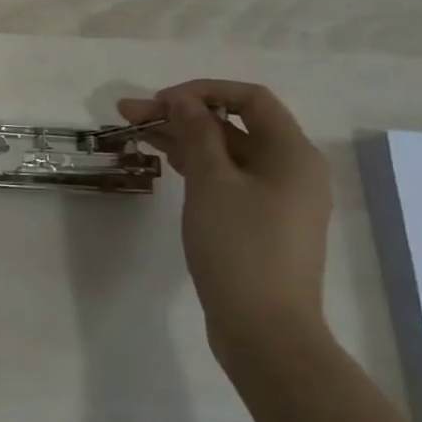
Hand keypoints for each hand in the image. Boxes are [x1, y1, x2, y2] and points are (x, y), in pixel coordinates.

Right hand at [120, 80, 333, 363]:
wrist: (264, 328)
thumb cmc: (239, 247)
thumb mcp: (212, 183)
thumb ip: (196, 134)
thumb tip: (182, 99)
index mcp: (292, 153)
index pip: (250, 99)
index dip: (202, 92)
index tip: (158, 102)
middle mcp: (292, 170)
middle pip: (235, 126)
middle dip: (182, 115)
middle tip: (129, 116)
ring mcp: (277, 200)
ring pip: (228, 154)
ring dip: (185, 140)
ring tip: (136, 136)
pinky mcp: (261, 224)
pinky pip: (229, 180)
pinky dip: (198, 167)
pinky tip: (167, 164)